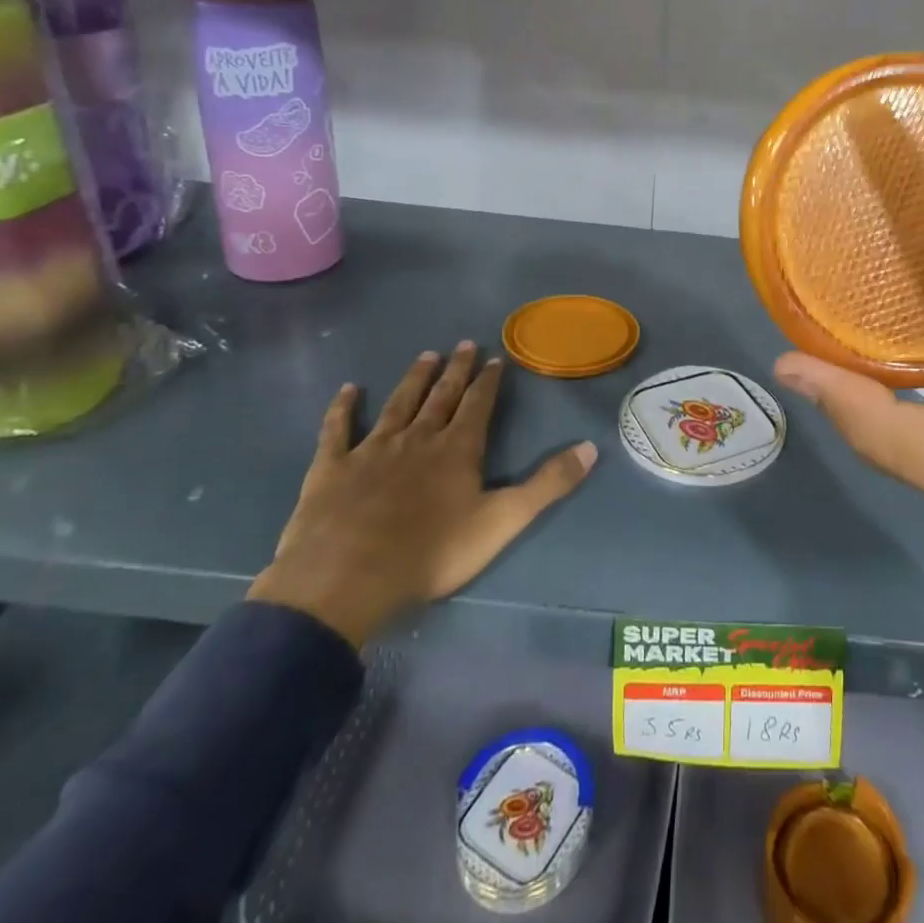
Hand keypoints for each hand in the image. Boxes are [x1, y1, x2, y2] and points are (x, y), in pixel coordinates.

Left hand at [247, 341, 596, 648]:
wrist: (346, 578)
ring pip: (398, 404)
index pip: (478, 405)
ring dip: (414, 379)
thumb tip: (591, 448)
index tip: (495, 358)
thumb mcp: (503, 521)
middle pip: (441, 396)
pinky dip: (343, 408)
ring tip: (426, 355)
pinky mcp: (332, 467)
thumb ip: (548, 485)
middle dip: (455, 370)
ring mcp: (372, 449)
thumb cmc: (432, 552)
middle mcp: (417, 438)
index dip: (488, 381)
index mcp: (457, 449)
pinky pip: (337, 429)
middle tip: (464, 344)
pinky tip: (348, 389)